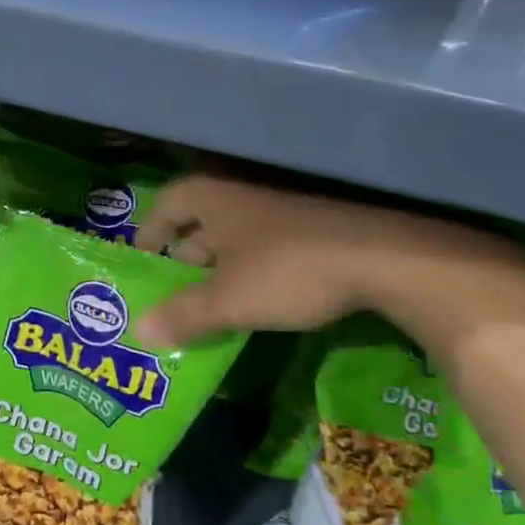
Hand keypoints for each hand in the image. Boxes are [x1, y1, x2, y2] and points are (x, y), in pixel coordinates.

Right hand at [133, 175, 524, 347]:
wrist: (386, 257)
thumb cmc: (290, 270)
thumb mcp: (229, 300)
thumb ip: (183, 315)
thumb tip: (138, 333)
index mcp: (212, 196)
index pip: (166, 206)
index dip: (149, 232)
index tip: (142, 259)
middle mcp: (242, 191)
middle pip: (200, 220)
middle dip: (185, 255)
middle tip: (174, 289)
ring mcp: (281, 204)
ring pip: (235, 233)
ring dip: (220, 263)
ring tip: (211, 299)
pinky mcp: (313, 222)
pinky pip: (266, 241)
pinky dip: (252, 265)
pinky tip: (258, 294)